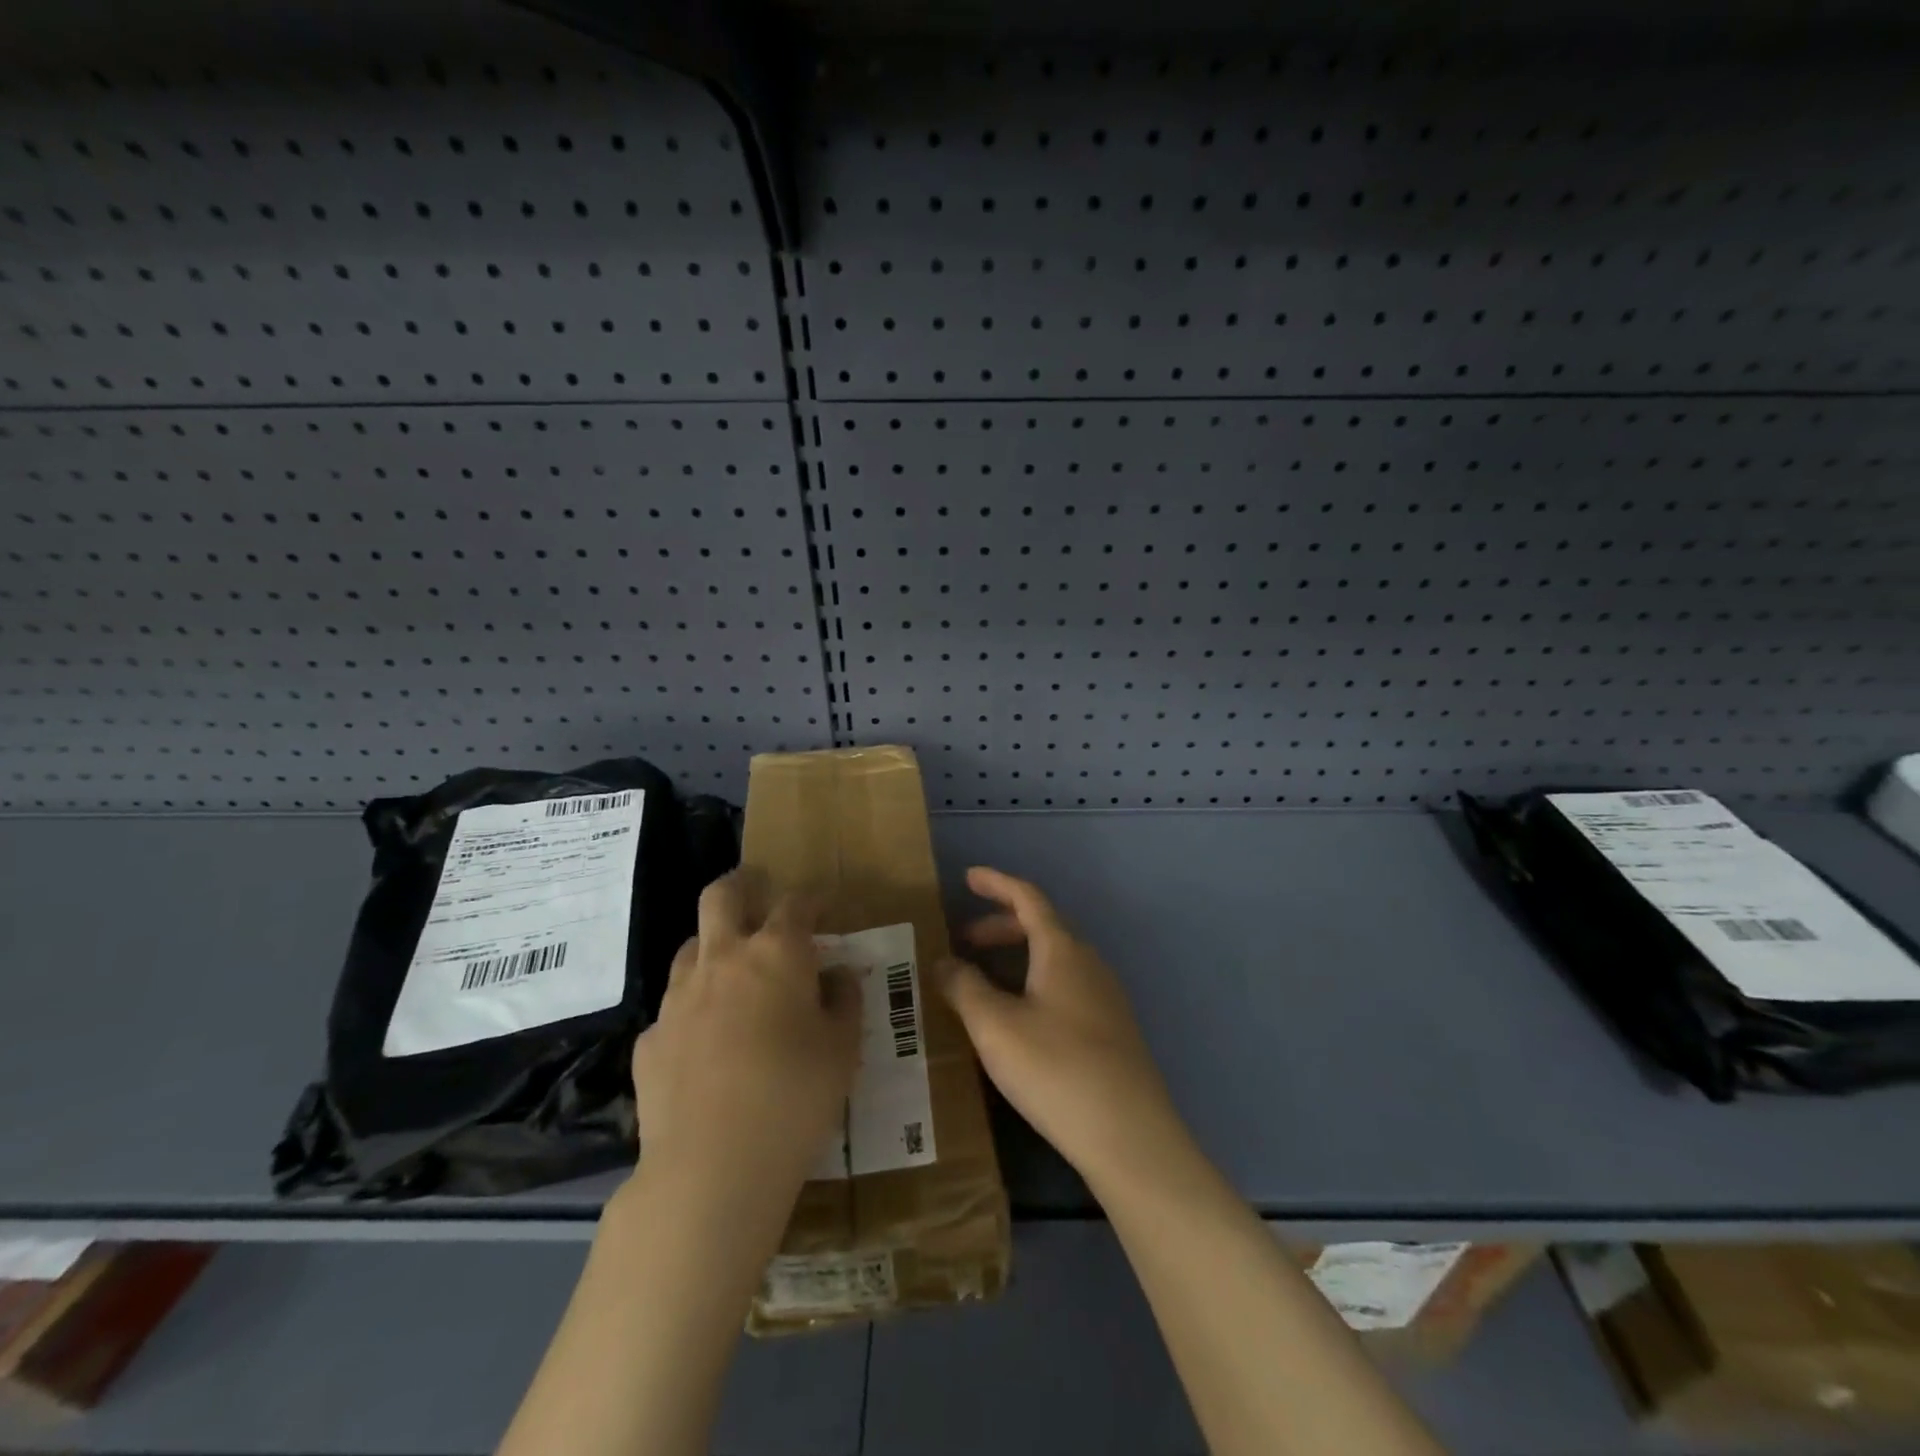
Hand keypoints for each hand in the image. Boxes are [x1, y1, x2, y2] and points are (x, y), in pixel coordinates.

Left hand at [631, 871, 860, 1202]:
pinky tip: (706, 1042)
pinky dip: (694, 1008)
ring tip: (735, 972)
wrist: (711, 1168)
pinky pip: (674, 1007)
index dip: (813, 899)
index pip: (796, 903)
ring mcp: (678, 997)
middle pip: (722, 895)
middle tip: (760, 893)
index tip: (825, 907)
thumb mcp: (843, 1049)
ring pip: (692, 946)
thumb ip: (844, 1001)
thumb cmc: (795, 1098)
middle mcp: (723, 959)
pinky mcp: (651, 1039)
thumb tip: (837, 975)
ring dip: (715, 946)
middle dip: (744, 884)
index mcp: (776, 953)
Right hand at [937, 866, 1188, 1190]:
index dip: (997, 884)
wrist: (1130, 1135)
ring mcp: (1106, 996)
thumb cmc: (1056, 1069)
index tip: (968, 877)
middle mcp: (1089, 963)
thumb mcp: (996, 1027)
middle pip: (1043, 927)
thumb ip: (965, 988)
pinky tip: (1020, 1016)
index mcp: (1063, 950)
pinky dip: (1035, 981)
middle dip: (1001, 926)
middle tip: (965, 940)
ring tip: (985, 979)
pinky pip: (1066, 985)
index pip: (1028, 898)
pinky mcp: (1112, 1029)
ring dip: (1018, 956)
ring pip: (1055, 958)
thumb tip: (943, 962)